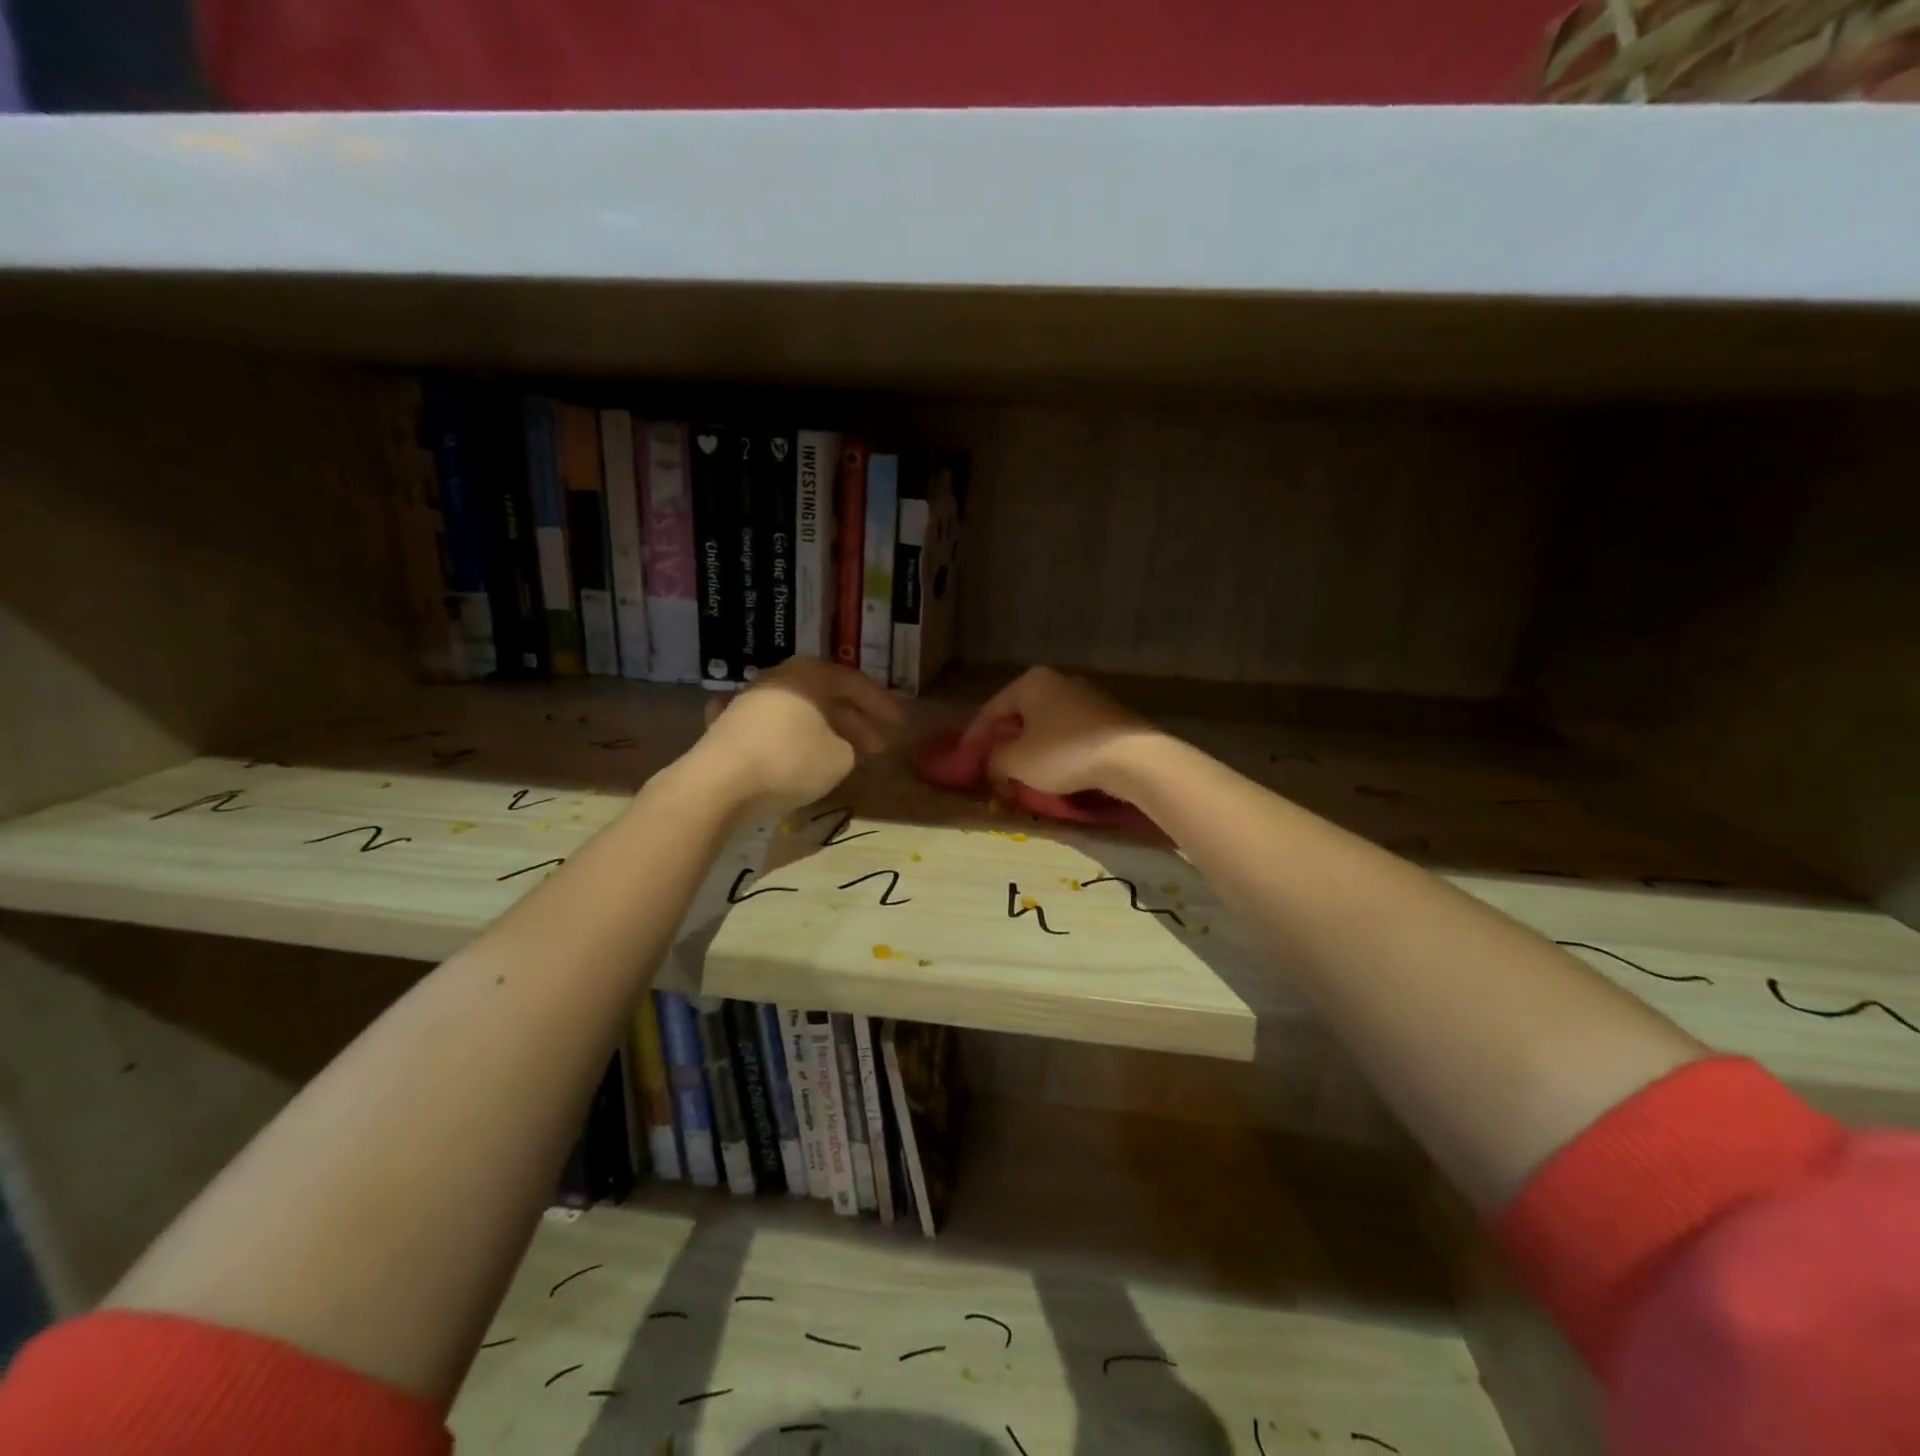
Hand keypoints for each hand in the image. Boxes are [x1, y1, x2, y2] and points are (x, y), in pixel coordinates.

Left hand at [686, 658, 905, 810]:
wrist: (718, 782)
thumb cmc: (789, 761)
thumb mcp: (839, 758)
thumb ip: (850, 748)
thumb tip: (841, 746)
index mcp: (808, 676)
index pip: (853, 683)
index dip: (880, 705)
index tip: (899, 725)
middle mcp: (778, 679)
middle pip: (824, 697)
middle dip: (854, 722)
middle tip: (876, 747)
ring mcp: (748, 701)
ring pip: (797, 712)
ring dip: (823, 731)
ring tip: (840, 755)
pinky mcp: (726, 727)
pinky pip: (770, 729)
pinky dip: (788, 740)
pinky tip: (793, 752)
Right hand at [961, 667, 1164, 798]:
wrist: (1133, 759)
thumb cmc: (1064, 753)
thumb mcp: (1016, 762)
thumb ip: (994, 761)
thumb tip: (994, 765)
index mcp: (1031, 682)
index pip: (991, 710)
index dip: (974, 738)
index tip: (965, 761)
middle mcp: (1059, 681)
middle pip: (1020, 715)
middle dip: (1005, 742)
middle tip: (993, 767)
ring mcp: (1088, 697)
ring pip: (1046, 725)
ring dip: (1031, 749)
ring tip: (1022, 773)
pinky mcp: (1109, 718)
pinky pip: (1070, 734)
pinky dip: (1056, 751)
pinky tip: (1055, 772)